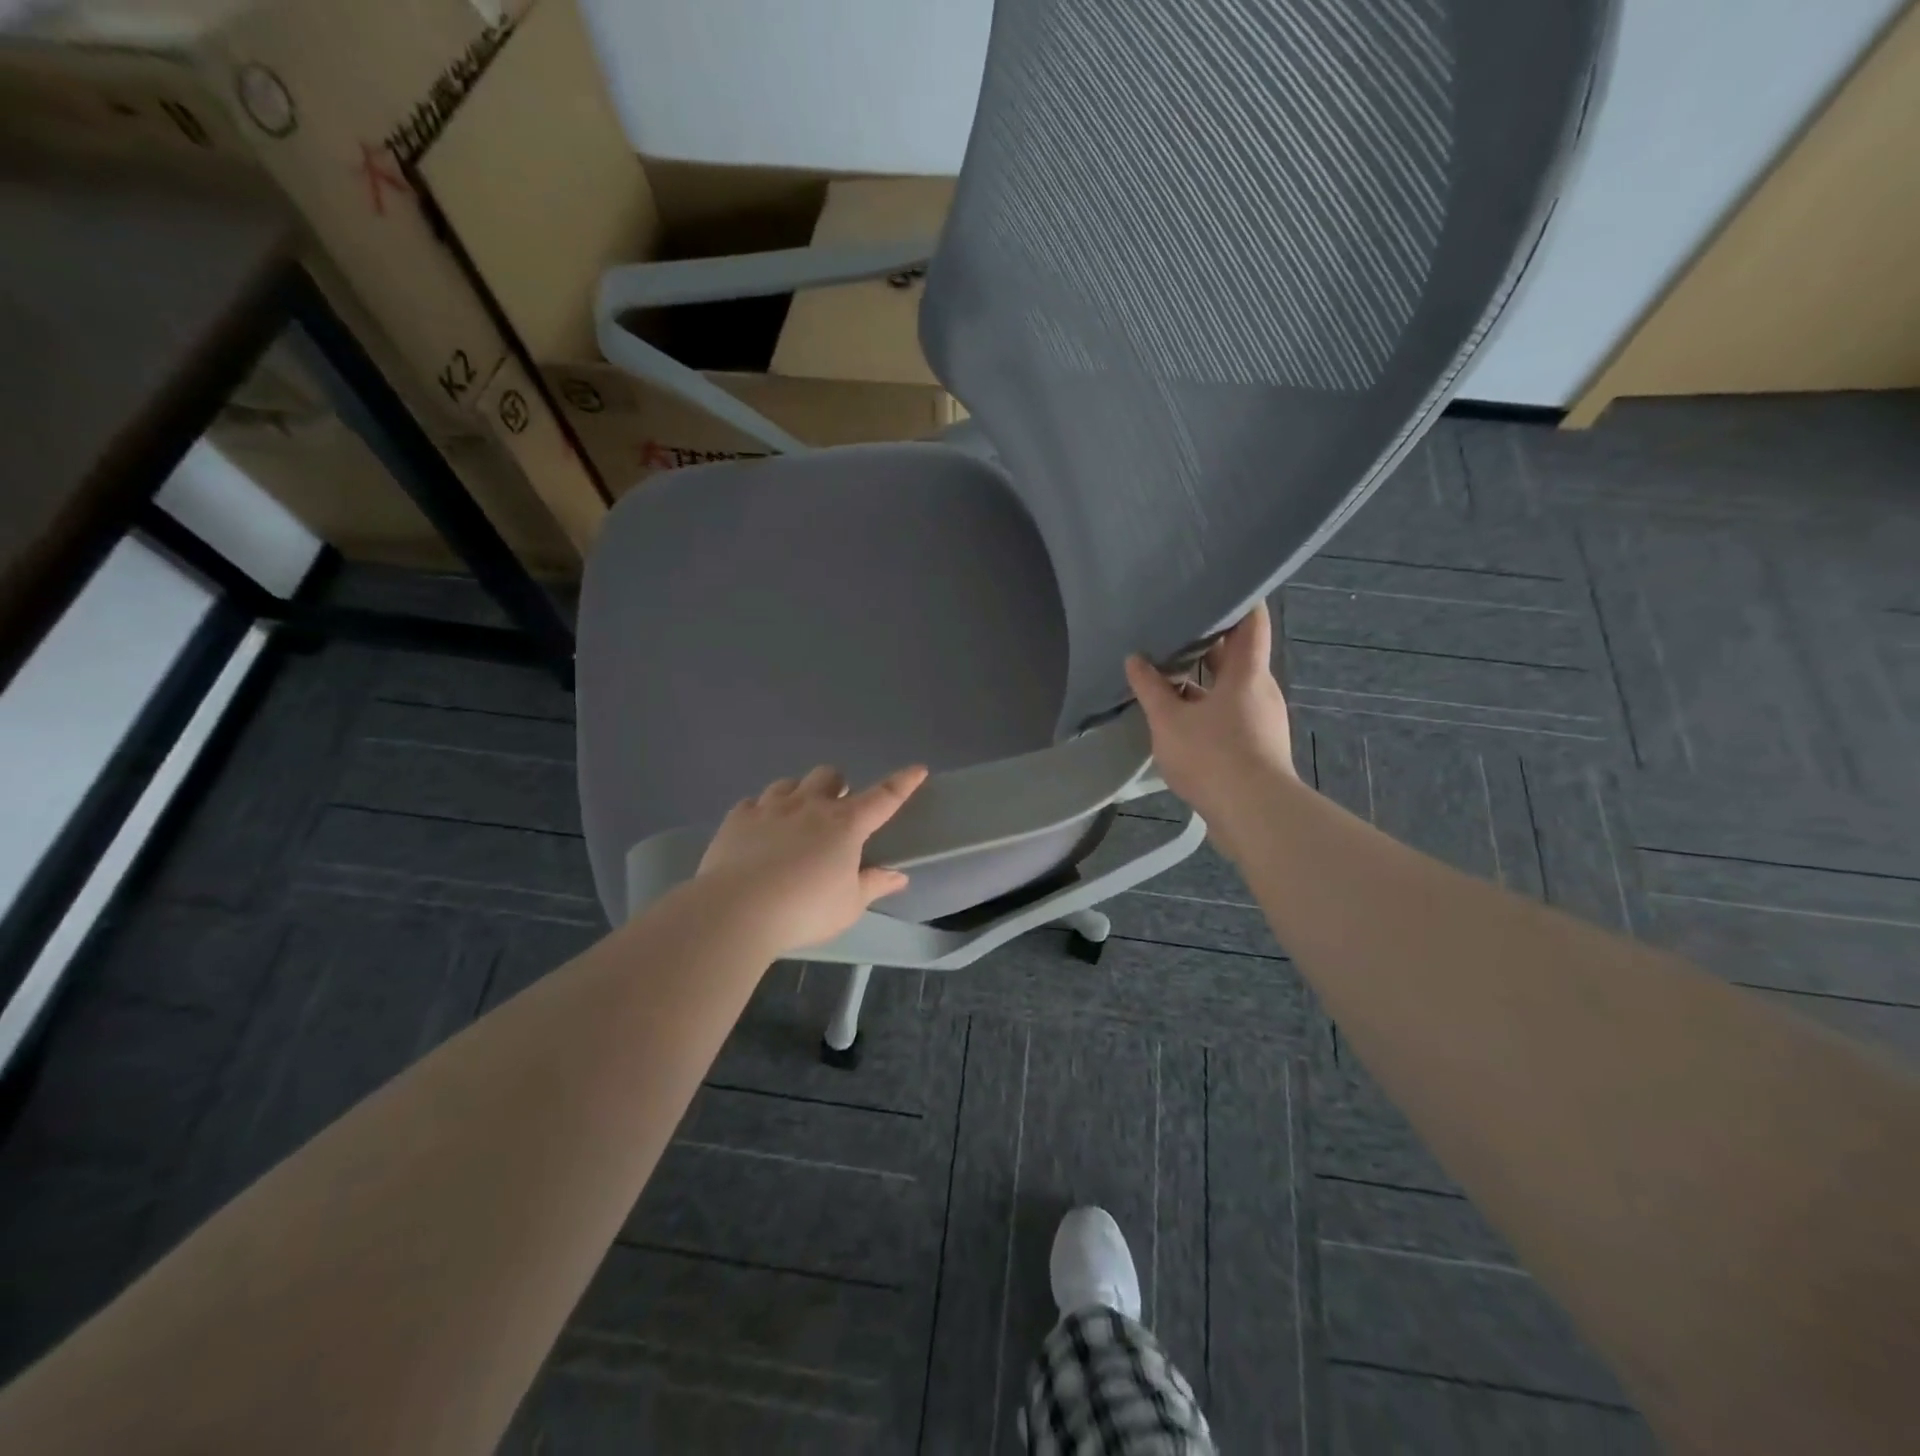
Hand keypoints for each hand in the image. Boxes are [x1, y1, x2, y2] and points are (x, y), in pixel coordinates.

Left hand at [696, 764, 928, 955]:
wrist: (736, 910)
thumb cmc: (805, 910)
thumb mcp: (848, 905)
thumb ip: (873, 885)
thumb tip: (898, 875)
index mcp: (845, 824)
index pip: (883, 797)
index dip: (902, 783)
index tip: (917, 769)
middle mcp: (810, 806)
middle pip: (829, 775)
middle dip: (836, 785)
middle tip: (835, 808)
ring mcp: (771, 808)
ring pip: (789, 783)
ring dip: (798, 793)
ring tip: (796, 816)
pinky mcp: (738, 818)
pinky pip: (753, 802)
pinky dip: (761, 811)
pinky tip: (759, 830)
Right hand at [1125, 601, 1297, 859]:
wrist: (1254, 814)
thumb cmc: (1213, 755)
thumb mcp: (1169, 720)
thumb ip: (1150, 688)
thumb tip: (1135, 658)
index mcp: (1247, 672)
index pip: (1252, 621)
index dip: (1239, 600)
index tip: (1216, 587)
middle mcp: (1261, 689)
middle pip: (1238, 655)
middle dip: (1209, 642)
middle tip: (1174, 630)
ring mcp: (1262, 719)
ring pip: (1232, 687)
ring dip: (1205, 679)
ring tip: (1169, 673)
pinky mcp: (1258, 746)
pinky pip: (1231, 713)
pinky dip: (1208, 707)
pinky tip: (1181, 717)